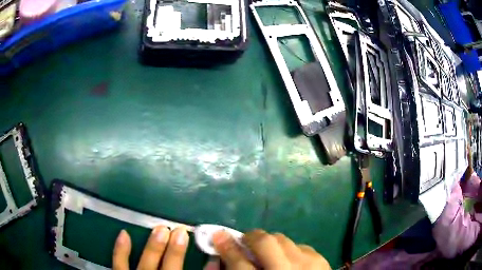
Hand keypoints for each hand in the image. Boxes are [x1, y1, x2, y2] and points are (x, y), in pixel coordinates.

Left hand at [112, 226, 188, 269]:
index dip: (183, 256)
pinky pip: (119, 265)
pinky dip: (120, 251)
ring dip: (153, 248)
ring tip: (160, 230)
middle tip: (179, 231)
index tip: (189, 238)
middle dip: (174, 251)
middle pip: (168, 269)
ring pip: (146, 266)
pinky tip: (124, 234)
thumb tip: (210, 263)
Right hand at [212, 229, 330, 269]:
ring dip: (270, 245)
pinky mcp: (320, 260)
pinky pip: (298, 245)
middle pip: (265, 243)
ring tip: (269, 257)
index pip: (239, 263)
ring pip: (282, 239)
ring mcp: (308, 264)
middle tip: (245, 242)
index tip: (218, 235)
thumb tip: (218, 259)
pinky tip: (289, 264)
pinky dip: (289, 251)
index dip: (226, 248)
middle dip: (250, 238)